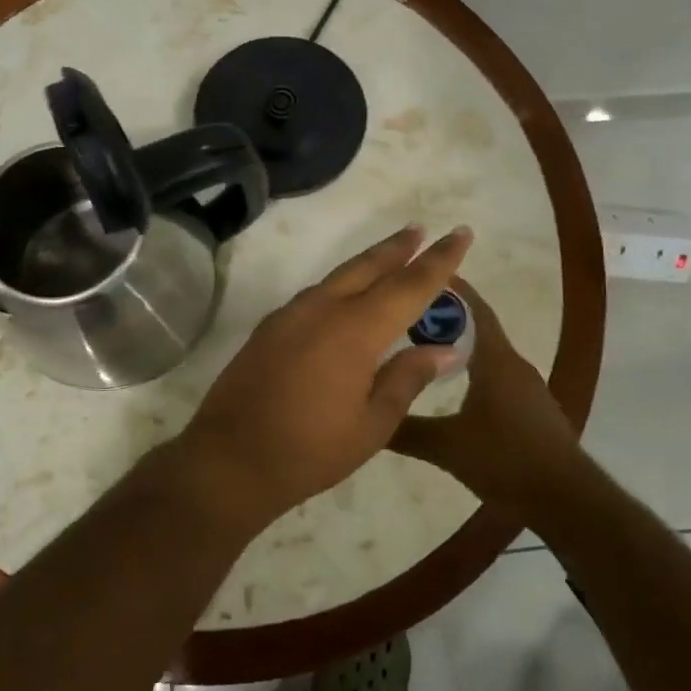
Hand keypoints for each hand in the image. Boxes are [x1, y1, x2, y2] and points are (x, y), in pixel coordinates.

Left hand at [175, 224, 474, 526]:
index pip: (409, 285)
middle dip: (398, 247)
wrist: (229, 460)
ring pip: (338, 277)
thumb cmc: (310, 450)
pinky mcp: (269, 328)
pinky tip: (344, 297)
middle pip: (368, 266)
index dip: (439, 260)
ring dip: (367, 264)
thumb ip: (407, 379)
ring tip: (390, 257)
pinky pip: (314, 295)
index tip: (460, 233)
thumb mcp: (372, 424)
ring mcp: (290, 315)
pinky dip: (339, 286)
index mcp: (355, 330)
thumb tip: (442, 349)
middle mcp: (323, 309)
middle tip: (420, 230)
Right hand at [395, 281, 582, 509]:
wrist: (564, 498)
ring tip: (422, 348)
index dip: (452, 290)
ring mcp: (527, 388)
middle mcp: (513, 365)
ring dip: (459, 346)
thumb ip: (406, 430)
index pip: (473, 309)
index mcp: (495, 360)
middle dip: (446, 318)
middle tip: (407, 315)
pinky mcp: (531, 409)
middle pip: (478, 328)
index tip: (424, 274)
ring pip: (488, 354)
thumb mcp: (446, 447)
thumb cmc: (505, 459)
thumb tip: (368, 417)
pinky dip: (473, 371)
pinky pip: (497, 377)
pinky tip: (453, 389)